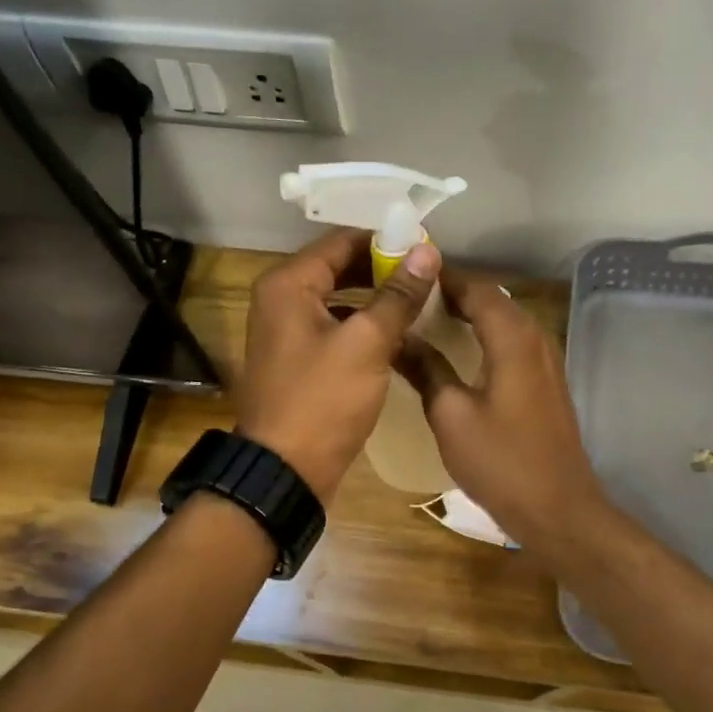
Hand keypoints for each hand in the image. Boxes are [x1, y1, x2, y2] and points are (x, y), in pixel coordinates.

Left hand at [235, 227, 440, 500]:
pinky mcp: (300, 359)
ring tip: (422, 303)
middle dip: (385, 270)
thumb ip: (398, 295)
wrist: (286, 470)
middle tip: (430, 278)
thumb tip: (427, 252)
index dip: (387, 242)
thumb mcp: (367, 343)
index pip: (342, 241)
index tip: (428, 251)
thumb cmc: (323, 400)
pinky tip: (399, 336)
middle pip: (340, 268)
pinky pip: (337, 328)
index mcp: (288, 284)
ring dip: (378, 299)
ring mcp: (288, 331)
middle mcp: (282, 299)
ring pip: (341, 299)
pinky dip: (365, 326)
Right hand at [394, 271, 609, 548]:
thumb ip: (425, 369)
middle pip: (493, 300)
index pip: (476, 288)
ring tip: (427, 321)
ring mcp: (546, 360)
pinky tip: (459, 353)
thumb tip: (398, 337)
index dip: (442, 280)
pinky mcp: (547, 382)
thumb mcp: (451, 415)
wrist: (558, 508)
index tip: (405, 278)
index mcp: (513, 338)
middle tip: (409, 299)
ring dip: (469, 315)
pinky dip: (485, 336)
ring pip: (504, 321)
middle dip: (452, 294)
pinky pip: (513, 343)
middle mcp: (536, 338)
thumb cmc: (501, 462)